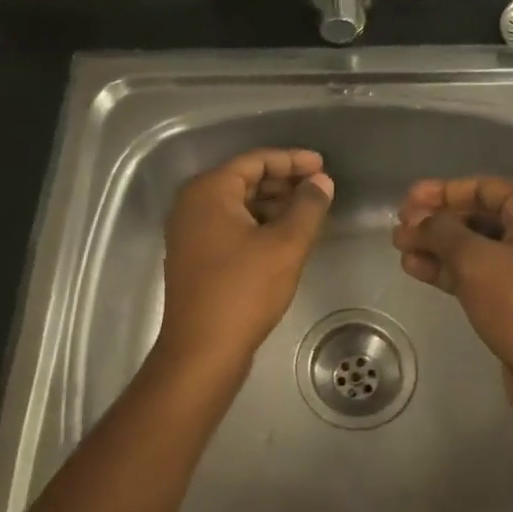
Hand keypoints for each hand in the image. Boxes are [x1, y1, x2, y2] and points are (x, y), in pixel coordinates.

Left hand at [158, 148, 334, 373]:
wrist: (202, 351)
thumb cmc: (244, 290)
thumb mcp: (285, 245)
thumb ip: (308, 207)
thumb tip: (322, 182)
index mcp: (209, 191)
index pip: (255, 161)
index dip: (292, 160)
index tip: (323, 165)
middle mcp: (192, 204)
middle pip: (244, 180)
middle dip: (284, 182)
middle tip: (320, 188)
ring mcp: (189, 232)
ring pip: (238, 205)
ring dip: (273, 205)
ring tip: (309, 212)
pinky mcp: (194, 256)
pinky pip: (230, 226)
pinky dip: (258, 225)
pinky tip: (286, 237)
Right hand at [392, 177, 512, 404]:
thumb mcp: (476, 261)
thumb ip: (442, 232)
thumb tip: (420, 221)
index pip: (484, 188)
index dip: (443, 191)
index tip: (408, 200)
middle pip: (477, 216)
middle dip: (436, 221)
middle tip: (399, 227)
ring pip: (474, 247)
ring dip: (436, 246)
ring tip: (399, 248)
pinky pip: (477, 273)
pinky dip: (448, 269)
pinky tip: (415, 269)